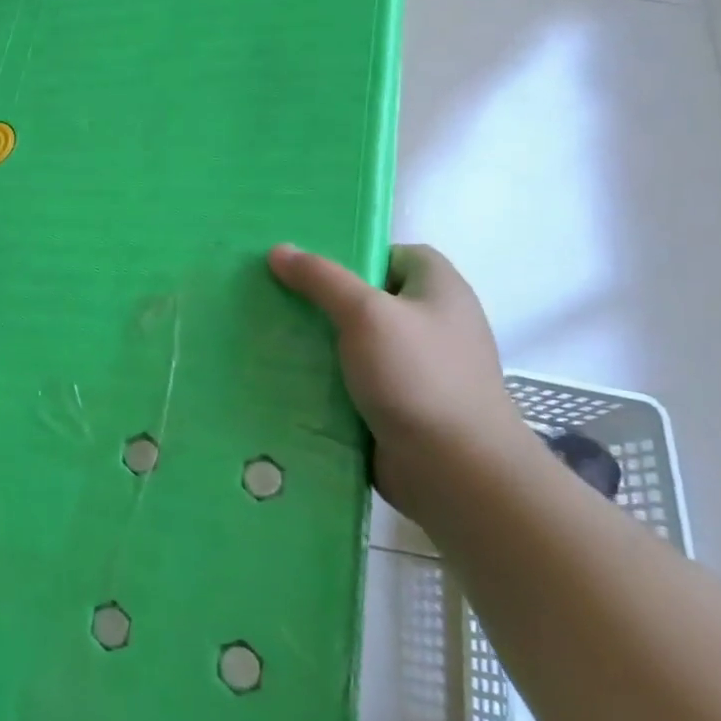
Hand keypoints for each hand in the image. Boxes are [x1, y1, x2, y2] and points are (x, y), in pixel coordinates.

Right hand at [268, 243, 531, 519]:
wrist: (455, 471)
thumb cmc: (418, 377)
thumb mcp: (365, 313)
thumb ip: (321, 279)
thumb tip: (278, 250)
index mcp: (439, 290)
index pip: (393, 254)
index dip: (353, 254)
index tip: (307, 266)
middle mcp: (431, 323)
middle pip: (367, 298)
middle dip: (321, 299)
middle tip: (271, 296)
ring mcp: (415, 368)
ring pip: (354, 342)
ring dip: (316, 341)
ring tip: (265, 333)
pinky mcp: (397, 404)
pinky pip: (351, 379)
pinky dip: (323, 378)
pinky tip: (283, 375)